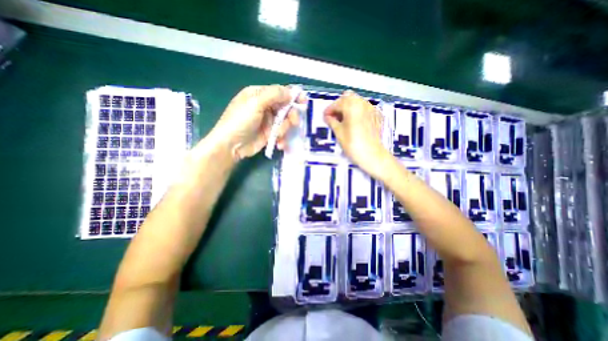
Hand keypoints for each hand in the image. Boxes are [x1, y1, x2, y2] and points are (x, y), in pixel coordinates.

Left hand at [207, 84, 306, 159]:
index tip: (304, 102)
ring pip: (285, 122)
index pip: (280, 92)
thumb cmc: (240, 121)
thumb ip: (274, 95)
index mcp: (259, 95)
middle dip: (290, 116)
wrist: (231, 146)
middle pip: (285, 108)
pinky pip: (281, 133)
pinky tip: (279, 144)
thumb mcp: (255, 103)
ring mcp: (267, 121)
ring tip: (278, 136)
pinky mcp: (269, 133)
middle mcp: (264, 106)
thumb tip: (291, 92)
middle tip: (295, 123)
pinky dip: (282, 139)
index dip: (292, 96)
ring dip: (284, 129)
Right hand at [326, 89, 390, 179]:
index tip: (324, 117)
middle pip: (348, 98)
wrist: (373, 155)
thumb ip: (332, 121)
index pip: (337, 103)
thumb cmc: (353, 144)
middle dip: (339, 105)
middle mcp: (363, 103)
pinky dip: (356, 111)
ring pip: (357, 101)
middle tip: (333, 117)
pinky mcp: (376, 115)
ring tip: (342, 119)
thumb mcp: (339, 133)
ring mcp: (371, 108)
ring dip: (348, 107)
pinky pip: (364, 107)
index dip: (329, 110)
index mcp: (352, 106)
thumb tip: (327, 117)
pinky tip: (353, 121)